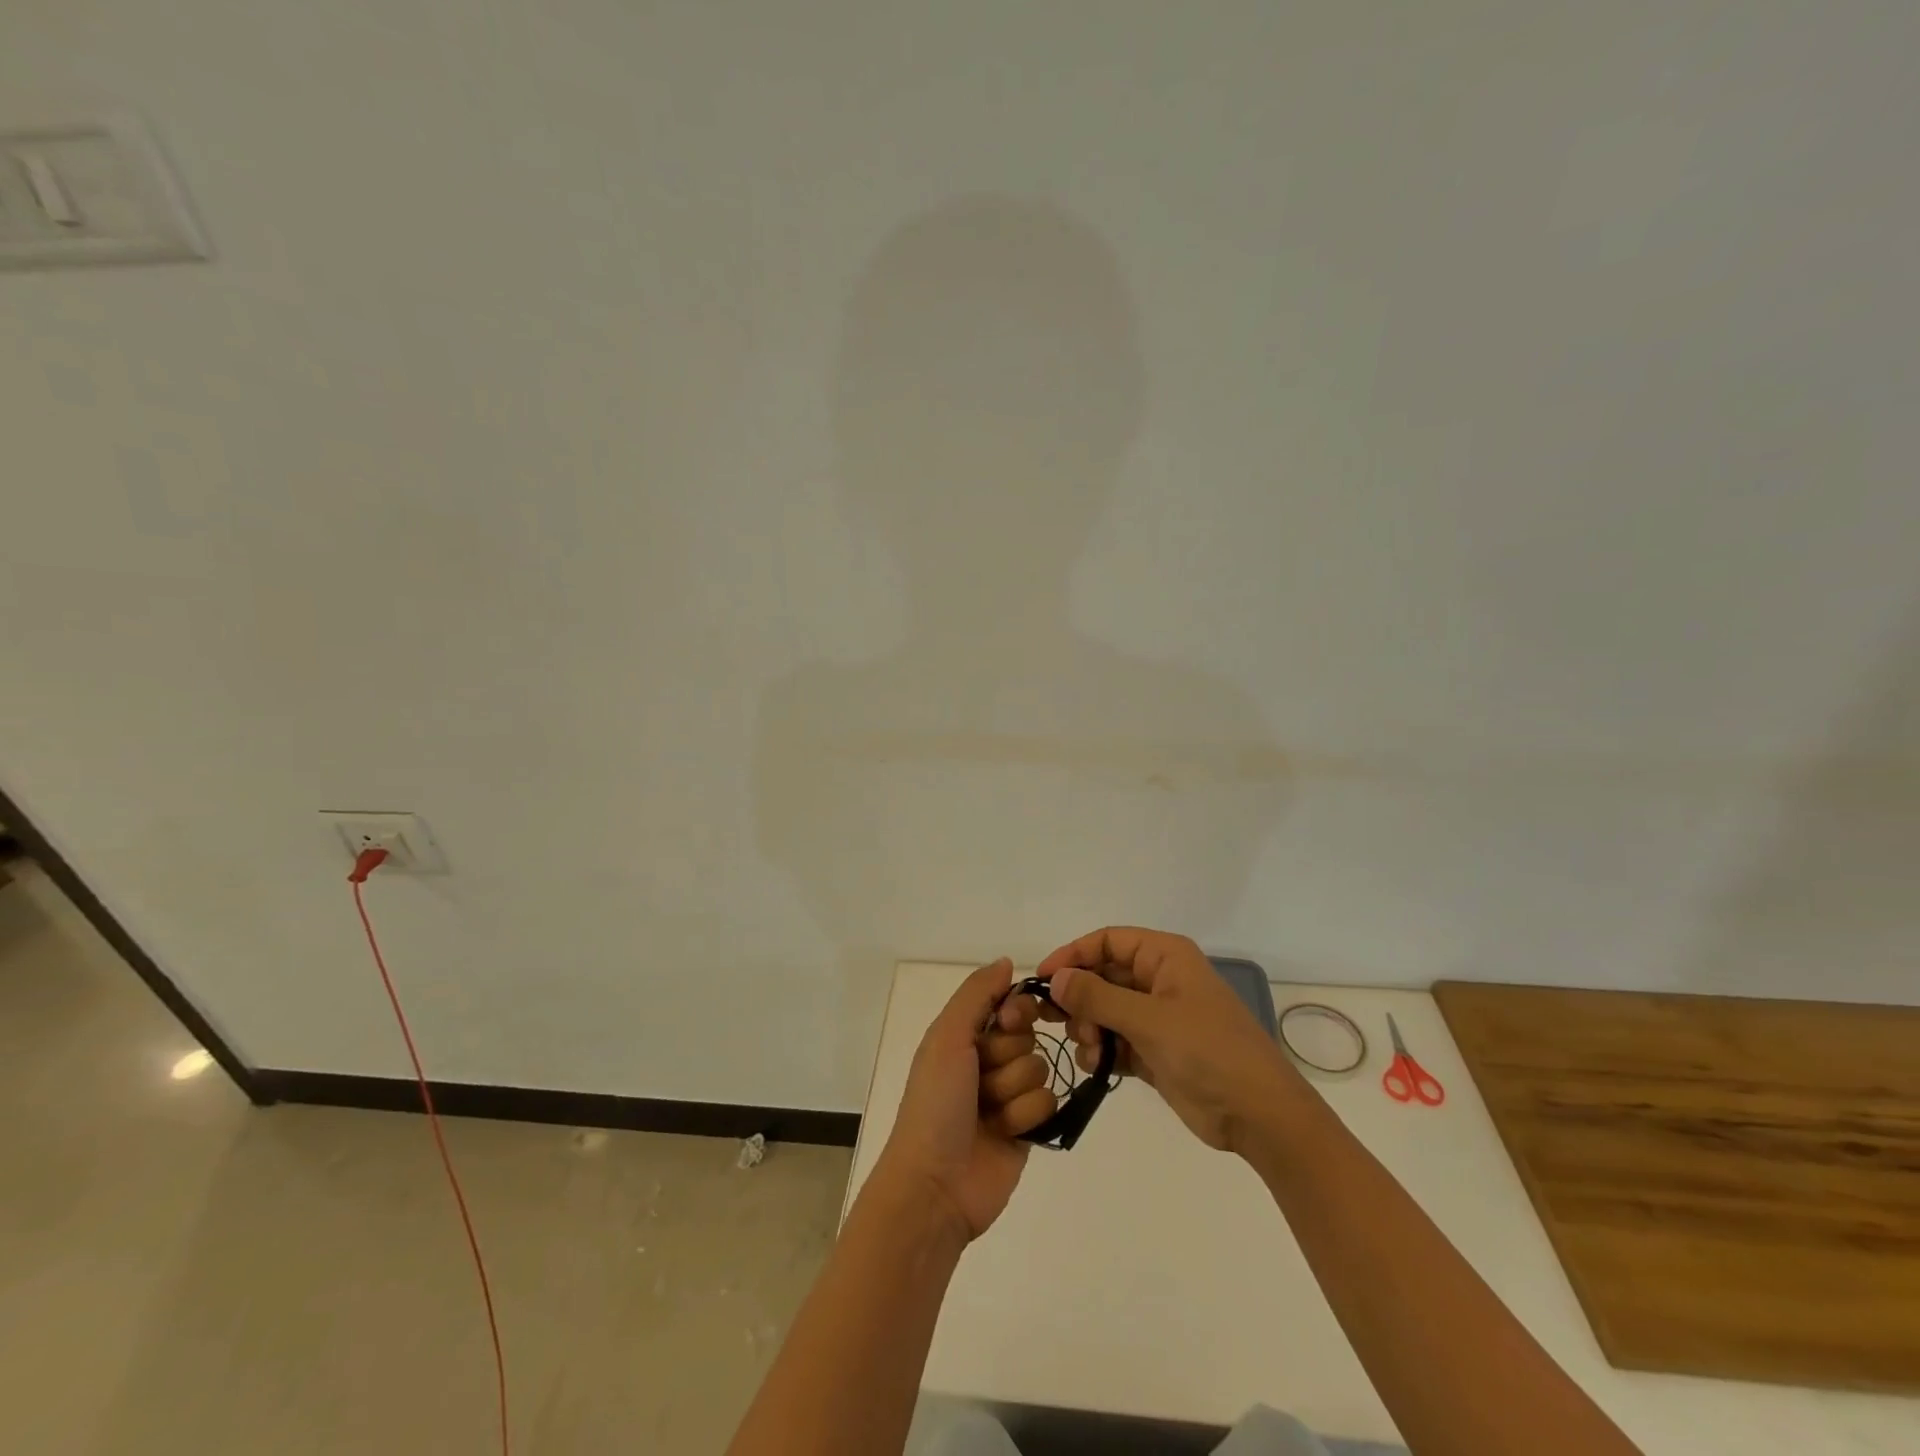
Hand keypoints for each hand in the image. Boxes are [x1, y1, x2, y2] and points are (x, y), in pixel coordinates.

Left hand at [872, 959, 1057, 1241]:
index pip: (1009, 1004)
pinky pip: (1050, 1102)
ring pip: (1040, 1068)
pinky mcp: (1028, 1128)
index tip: (1008, 1021)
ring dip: (1013, 1091)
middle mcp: (987, 1060)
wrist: (935, 1185)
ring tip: (988, 1114)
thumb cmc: (935, 1104)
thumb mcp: (947, 1038)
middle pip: (1028, 1036)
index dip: (1016, 1011)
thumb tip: (1008, 962)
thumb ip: (977, 994)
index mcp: (964, 1035)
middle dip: (1008, 1057)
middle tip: (981, 1080)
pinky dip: (1026, 1117)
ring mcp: (1009, 1095)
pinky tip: (1005, 1133)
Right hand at [1036, 927, 1307, 1153]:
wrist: (1259, 1115)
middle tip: (1056, 1022)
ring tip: (1089, 1048)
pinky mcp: (1156, 1051)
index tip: (1043, 979)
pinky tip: (1096, 1065)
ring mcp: (1158, 1017)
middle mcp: (1159, 980)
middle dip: (1079, 997)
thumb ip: (1097, 997)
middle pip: (1103, 975)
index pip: (1107, 941)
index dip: (1073, 954)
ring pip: (1105, 1009)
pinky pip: (1115, 1039)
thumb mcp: (1149, 1019)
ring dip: (1089, 1027)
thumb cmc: (1208, 1051)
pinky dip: (1101, 1049)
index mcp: (1165, 957)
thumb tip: (1055, 979)